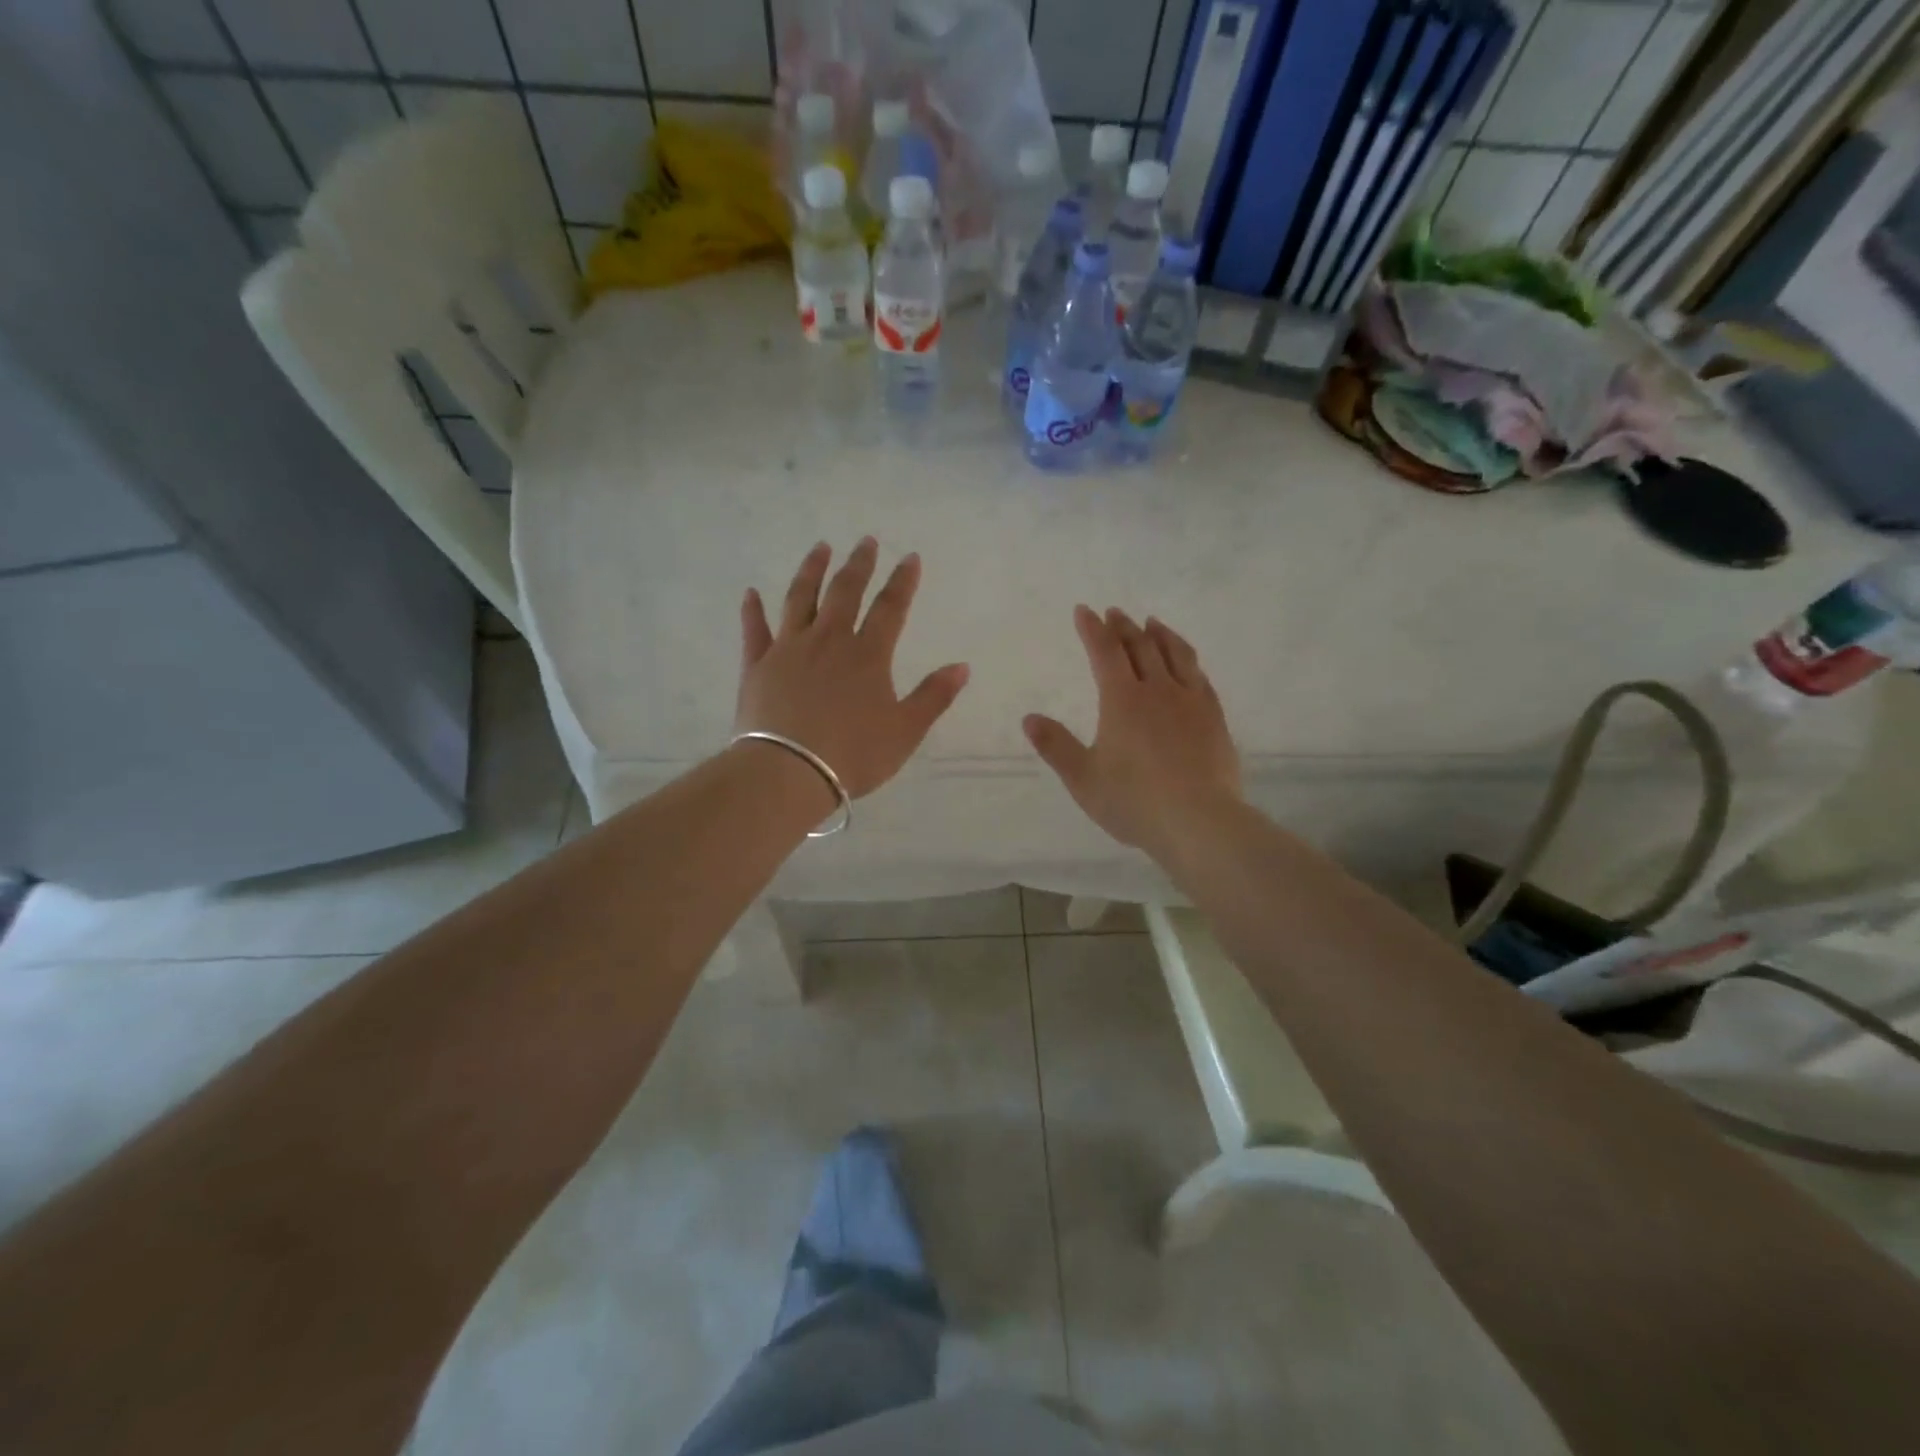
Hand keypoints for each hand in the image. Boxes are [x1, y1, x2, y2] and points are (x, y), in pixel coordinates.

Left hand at [737, 538, 969, 799]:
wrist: (789, 772)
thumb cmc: (853, 755)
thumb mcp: (905, 731)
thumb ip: (934, 696)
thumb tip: (962, 666)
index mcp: (867, 655)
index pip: (890, 608)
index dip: (903, 581)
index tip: (910, 556)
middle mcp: (828, 641)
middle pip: (845, 592)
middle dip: (859, 564)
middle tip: (865, 541)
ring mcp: (788, 650)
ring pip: (800, 599)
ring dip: (812, 571)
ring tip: (820, 548)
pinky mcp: (757, 666)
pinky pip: (754, 631)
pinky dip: (752, 610)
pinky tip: (751, 593)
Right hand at [1024, 606, 1240, 856]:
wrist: (1199, 820)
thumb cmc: (1134, 801)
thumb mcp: (1083, 779)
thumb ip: (1056, 746)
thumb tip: (1029, 718)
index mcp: (1122, 700)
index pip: (1104, 652)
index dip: (1093, 629)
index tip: (1084, 610)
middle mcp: (1157, 690)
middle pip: (1140, 646)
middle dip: (1123, 626)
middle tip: (1114, 612)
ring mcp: (1190, 701)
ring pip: (1175, 654)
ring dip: (1159, 634)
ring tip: (1152, 622)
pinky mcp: (1214, 717)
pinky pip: (1199, 675)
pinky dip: (1187, 658)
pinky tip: (1187, 662)